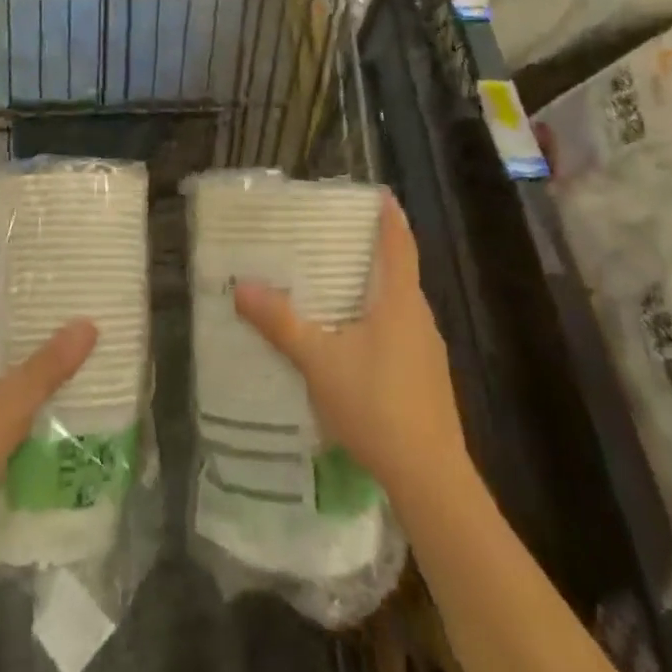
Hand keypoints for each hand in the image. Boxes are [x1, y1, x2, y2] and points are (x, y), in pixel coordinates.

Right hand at [234, 196, 467, 498]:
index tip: (378, 192)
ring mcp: (427, 350)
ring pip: (398, 306)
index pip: (399, 243)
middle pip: (398, 272)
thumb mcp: (320, 361)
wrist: (430, 478)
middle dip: (371, 252)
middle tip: (333, 238)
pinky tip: (351, 342)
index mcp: (400, 301)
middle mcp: (419, 317)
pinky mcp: (427, 378)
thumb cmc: (376, 405)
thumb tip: (241, 286)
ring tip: (335, 286)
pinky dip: (377, 321)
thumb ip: (281, 324)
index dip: (390, 215)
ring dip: (372, 290)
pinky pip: (400, 333)